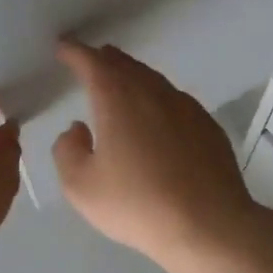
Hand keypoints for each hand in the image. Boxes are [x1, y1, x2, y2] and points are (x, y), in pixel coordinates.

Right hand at [52, 42, 262, 271]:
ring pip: (153, 80)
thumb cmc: (137, 205)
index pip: (92, 62)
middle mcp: (153, 92)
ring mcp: (186, 107)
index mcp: (118, 99)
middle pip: (125, 65)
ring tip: (121, 85)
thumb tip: (77, 129)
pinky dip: (157, 99)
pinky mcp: (208, 126)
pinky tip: (157, 118)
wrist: (209, 224)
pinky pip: (175, 101)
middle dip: (104, 60)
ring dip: (133, 77)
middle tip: (90, 61)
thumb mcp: (81, 187)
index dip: (74, 52)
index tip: (64, 47)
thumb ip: (68, 151)